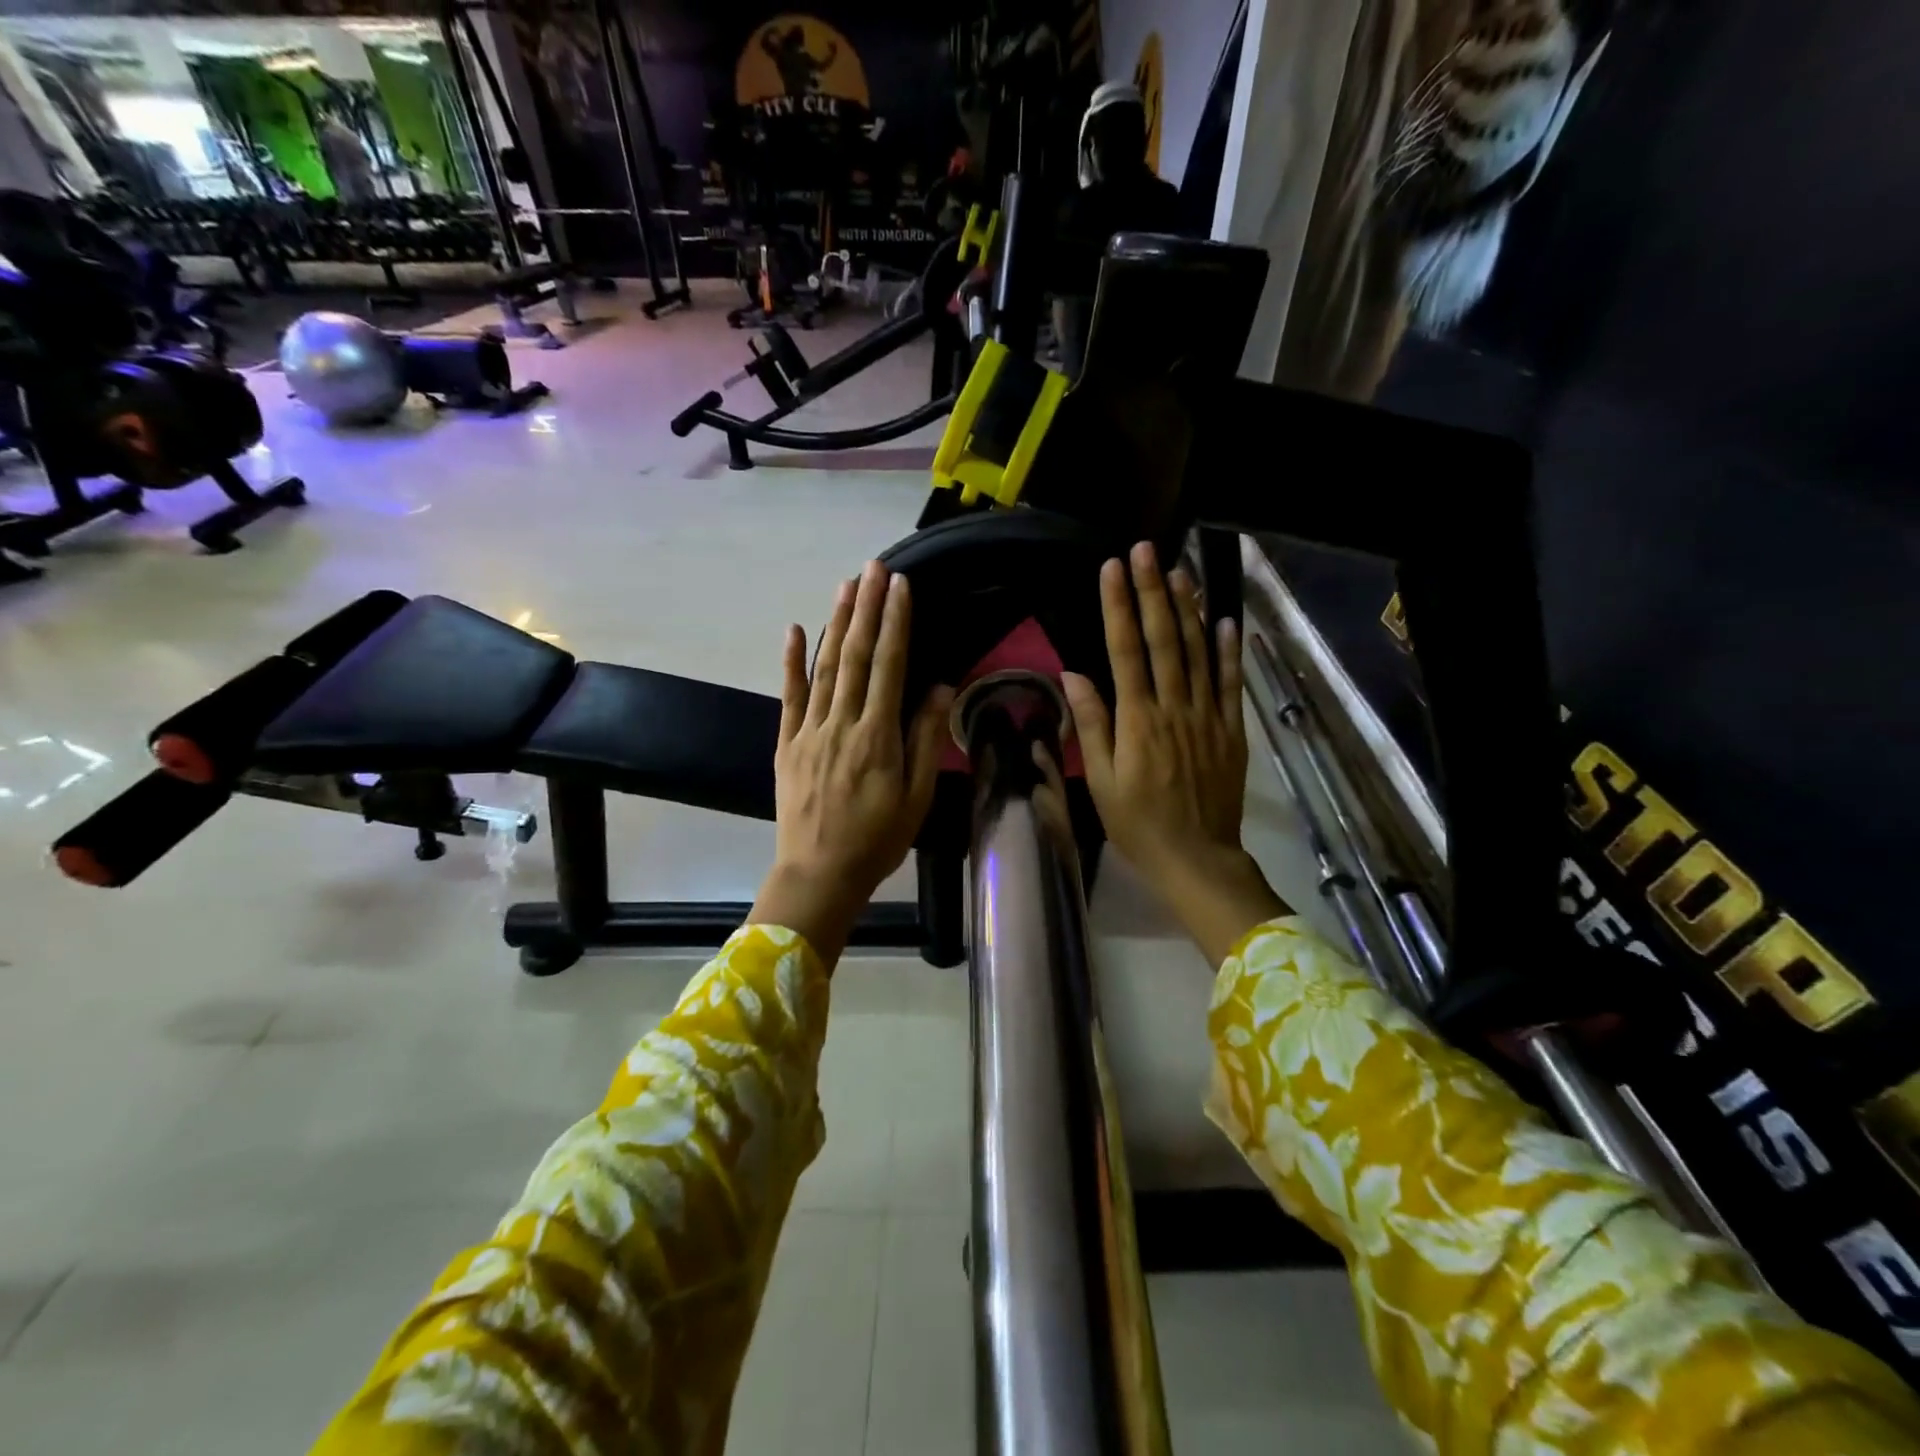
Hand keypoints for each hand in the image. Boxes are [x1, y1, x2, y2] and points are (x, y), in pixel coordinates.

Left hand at [750, 561, 952, 966]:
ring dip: (835, 623)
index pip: (889, 666)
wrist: (818, 874)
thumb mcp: (916, 797)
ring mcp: (809, 731)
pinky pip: (789, 696)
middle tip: (873, 567)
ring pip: (824, 668)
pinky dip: (791, 662)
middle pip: (854, 655)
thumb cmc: (877, 840)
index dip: (895, 623)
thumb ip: (925, 740)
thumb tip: (940, 688)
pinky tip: (793, 630)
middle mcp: (842, 724)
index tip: (901, 586)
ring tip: (845, 585)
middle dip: (866, 608)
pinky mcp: (786, 744)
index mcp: (878, 736)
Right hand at [1062, 542, 1286, 964]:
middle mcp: (1174, 708)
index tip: (1112, 568)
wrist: (1196, 857)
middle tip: (1147, 549)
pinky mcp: (1231, 729)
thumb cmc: (1138, 823)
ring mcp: (1208, 716)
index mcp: (1138, 721)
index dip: (1119, 607)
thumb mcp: (1101, 781)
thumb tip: (1073, 675)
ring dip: (1190, 608)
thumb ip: (1091, 725)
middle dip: (1153, 591)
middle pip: (1165, 640)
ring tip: (1181, 570)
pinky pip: (1231, 682)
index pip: (1126, 651)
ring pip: (1200, 652)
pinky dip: (1229, 650)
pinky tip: (1226, 620)